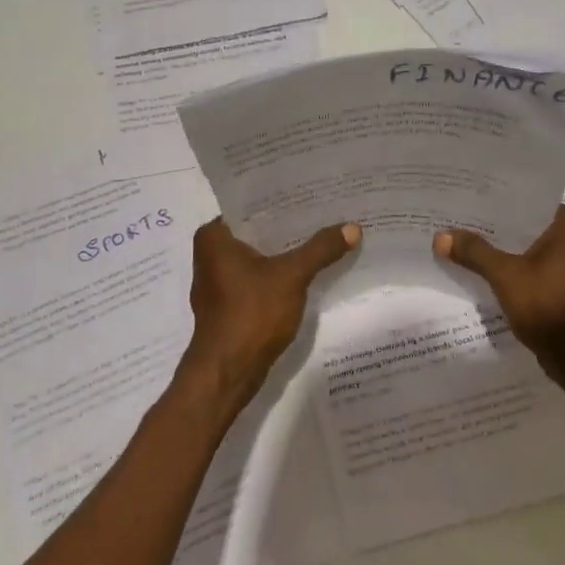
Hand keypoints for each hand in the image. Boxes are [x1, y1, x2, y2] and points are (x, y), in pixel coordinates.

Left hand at [176, 218, 360, 417]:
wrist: (227, 373)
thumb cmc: (250, 314)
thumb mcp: (291, 276)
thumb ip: (320, 249)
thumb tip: (353, 227)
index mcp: (214, 237)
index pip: (252, 206)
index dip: (283, 199)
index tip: (313, 191)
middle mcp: (211, 254)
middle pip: (258, 230)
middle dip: (290, 226)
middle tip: (326, 211)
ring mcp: (219, 281)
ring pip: (260, 255)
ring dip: (287, 250)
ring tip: (323, 235)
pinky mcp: (231, 304)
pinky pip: (259, 277)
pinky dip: (280, 273)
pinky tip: (309, 269)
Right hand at [434, 206, 564, 386]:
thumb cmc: (548, 305)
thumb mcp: (505, 275)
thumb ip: (474, 252)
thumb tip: (440, 236)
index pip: (527, 200)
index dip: (495, 200)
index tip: (467, 197)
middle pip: (525, 224)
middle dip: (494, 226)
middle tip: (458, 218)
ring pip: (528, 247)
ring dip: (502, 248)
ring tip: (464, 240)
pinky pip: (533, 266)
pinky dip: (512, 266)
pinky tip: (484, 268)